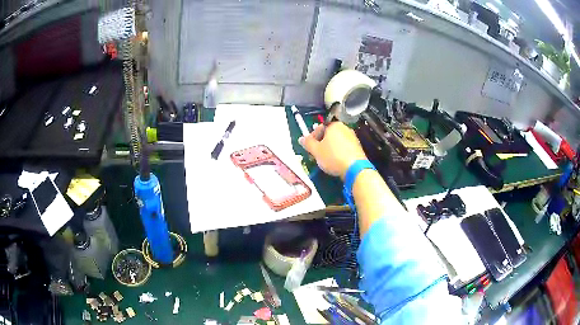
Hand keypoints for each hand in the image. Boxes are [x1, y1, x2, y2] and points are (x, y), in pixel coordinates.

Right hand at [299, 122, 366, 179]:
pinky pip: (344, 148)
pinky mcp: (358, 148)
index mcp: (334, 125)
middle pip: (328, 135)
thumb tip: (301, 139)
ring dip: (329, 149)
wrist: (355, 169)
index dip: (312, 138)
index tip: (309, 148)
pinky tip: (335, 163)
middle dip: (320, 144)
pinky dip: (338, 153)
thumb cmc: (333, 157)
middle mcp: (345, 128)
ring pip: (336, 142)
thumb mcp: (316, 150)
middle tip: (315, 155)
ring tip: (325, 160)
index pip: (319, 128)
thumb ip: (308, 143)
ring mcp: (353, 138)